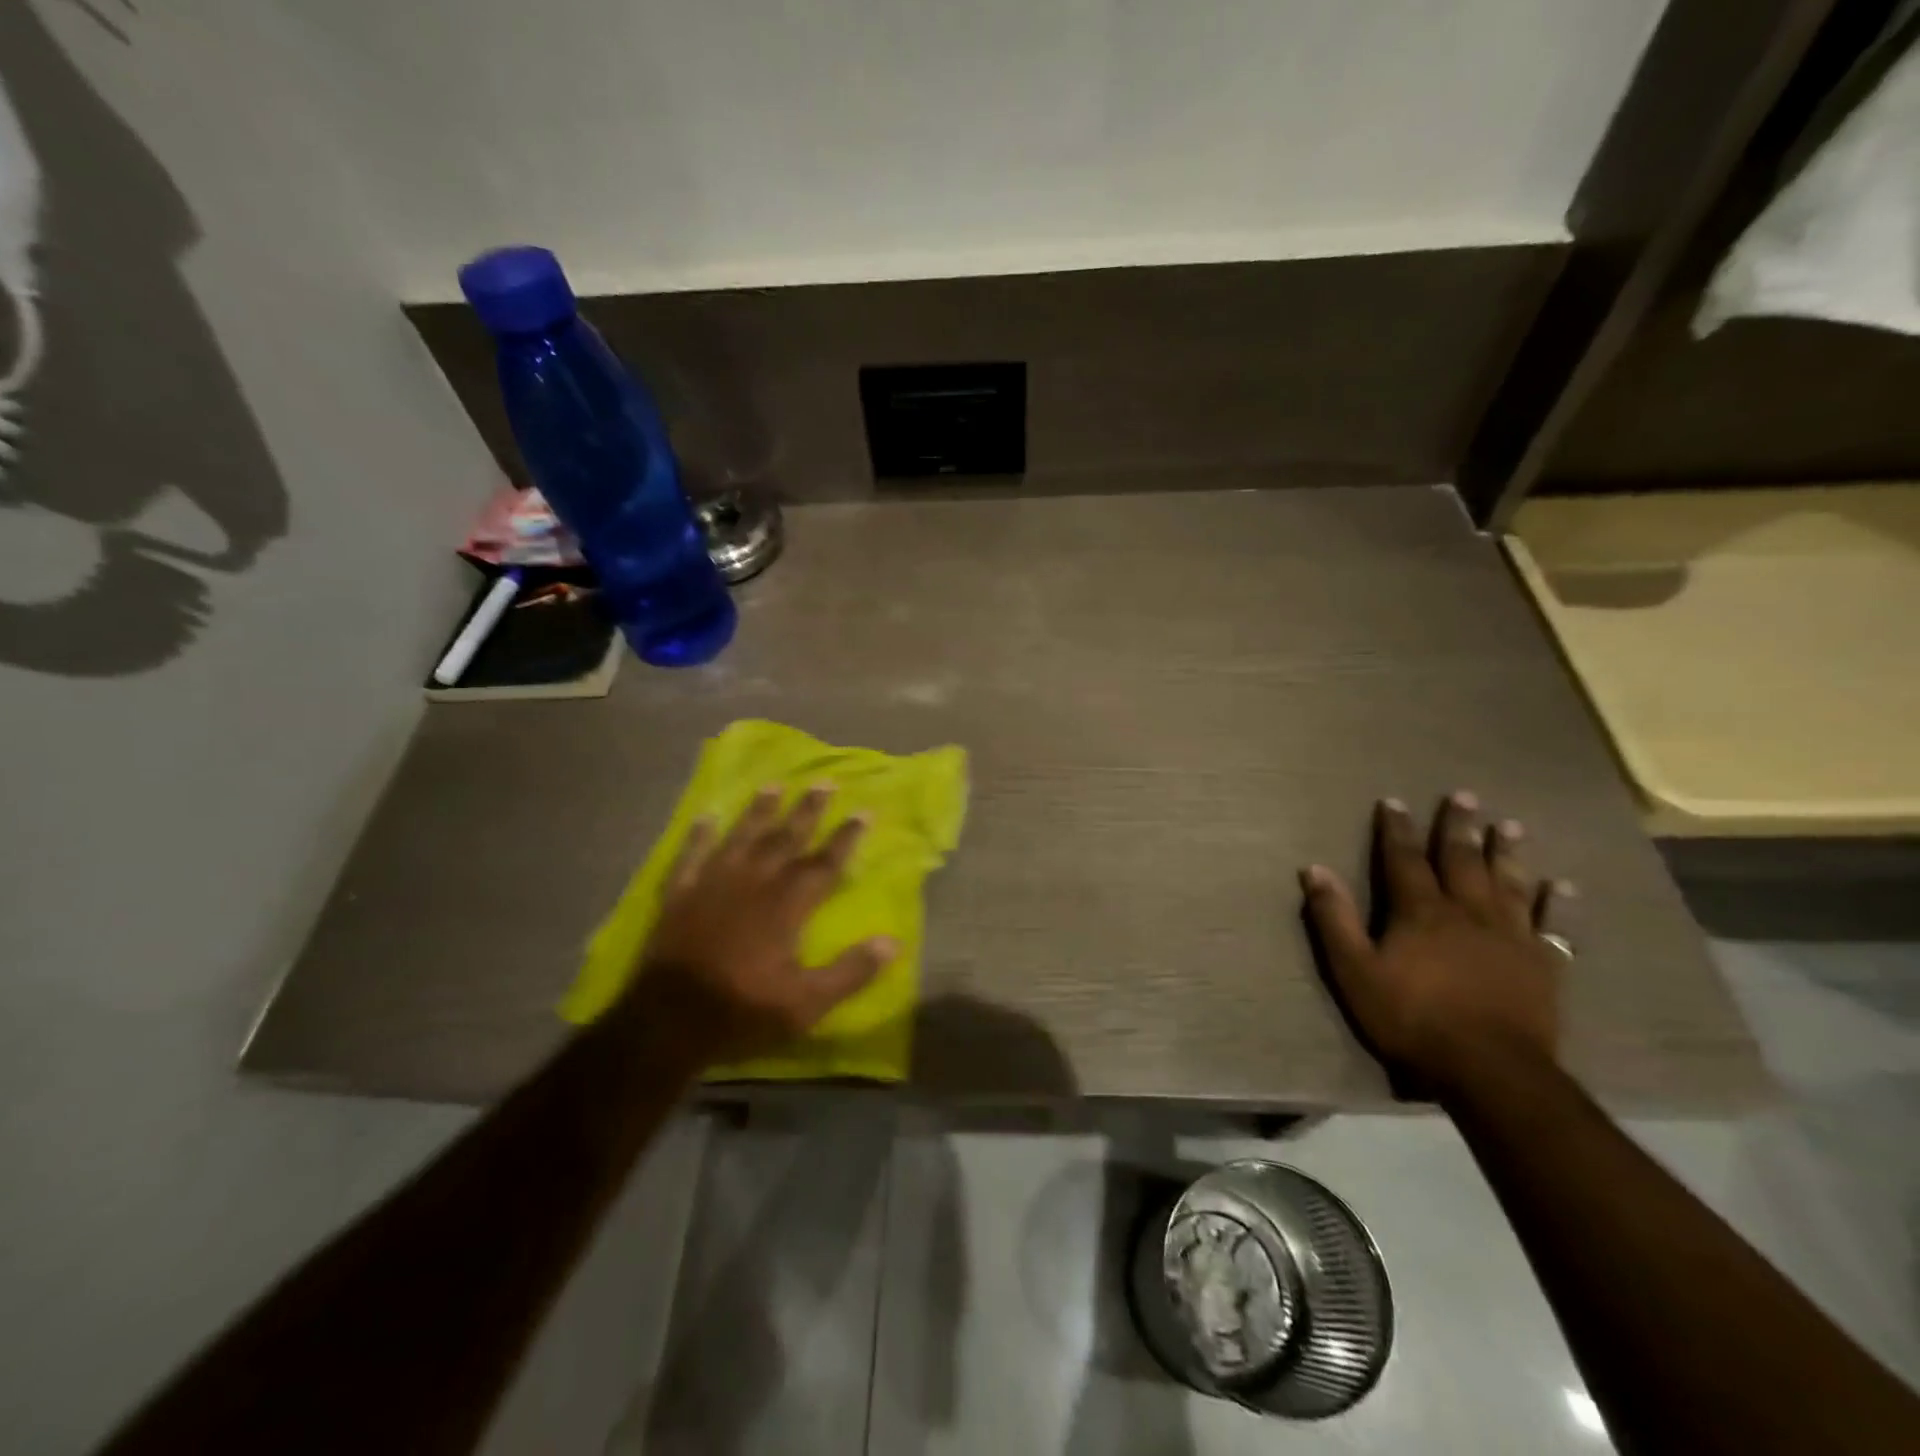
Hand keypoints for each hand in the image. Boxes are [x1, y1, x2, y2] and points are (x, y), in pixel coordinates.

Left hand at [629, 785, 897, 1066]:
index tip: (864, 811)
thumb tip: (892, 942)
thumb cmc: (743, 1009)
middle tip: (825, 782)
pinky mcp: (679, 894)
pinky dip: (698, 835)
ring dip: (760, 810)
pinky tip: (705, 815)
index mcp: (787, 905)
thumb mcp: (806, 1003)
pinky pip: (690, 855)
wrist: (668, 1021)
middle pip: (785, 838)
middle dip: (808, 810)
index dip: (846, 837)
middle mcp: (753, 882)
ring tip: (773, 785)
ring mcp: (712, 884)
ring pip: (742, 837)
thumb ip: (850, 972)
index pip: (824, 863)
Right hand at [1301, 792, 1569, 1096]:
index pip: (1404, 859)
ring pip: (1509, 884)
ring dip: (1508, 853)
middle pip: (1462, 861)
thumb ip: (1334, 918)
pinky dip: (1557, 905)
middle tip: (1464, 796)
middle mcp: (1468, 912)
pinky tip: (1563, 887)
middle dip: (1458, 827)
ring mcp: (1511, 937)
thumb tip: (1313, 869)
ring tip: (1511, 825)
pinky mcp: (1543, 965)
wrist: (1489, 1070)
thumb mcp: (1354, 970)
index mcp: (1421, 912)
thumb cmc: (1412, 1018)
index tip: (1394, 801)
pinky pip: (1554, 927)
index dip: (1397, 829)